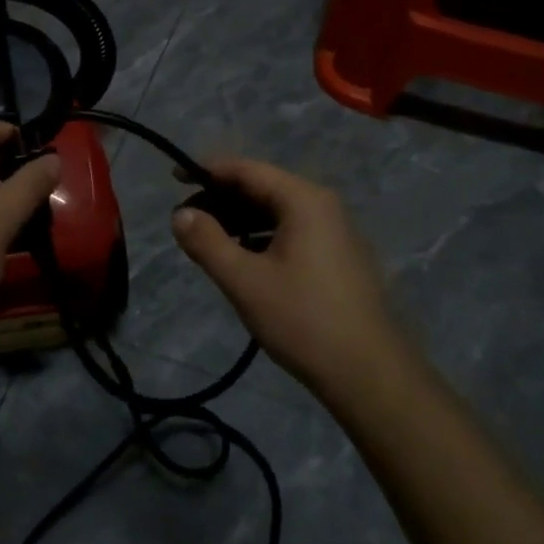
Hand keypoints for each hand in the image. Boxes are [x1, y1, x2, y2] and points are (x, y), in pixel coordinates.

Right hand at [170, 158, 402, 397]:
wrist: (368, 374)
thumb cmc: (303, 320)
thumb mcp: (245, 281)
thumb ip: (207, 242)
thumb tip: (179, 214)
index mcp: (303, 200)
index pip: (247, 170)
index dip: (208, 172)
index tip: (175, 181)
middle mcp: (322, 205)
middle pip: (262, 187)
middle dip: (221, 200)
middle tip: (186, 221)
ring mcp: (334, 231)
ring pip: (276, 212)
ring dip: (240, 221)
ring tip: (207, 242)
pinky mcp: (338, 256)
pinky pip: (291, 231)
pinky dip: (261, 237)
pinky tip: (242, 260)